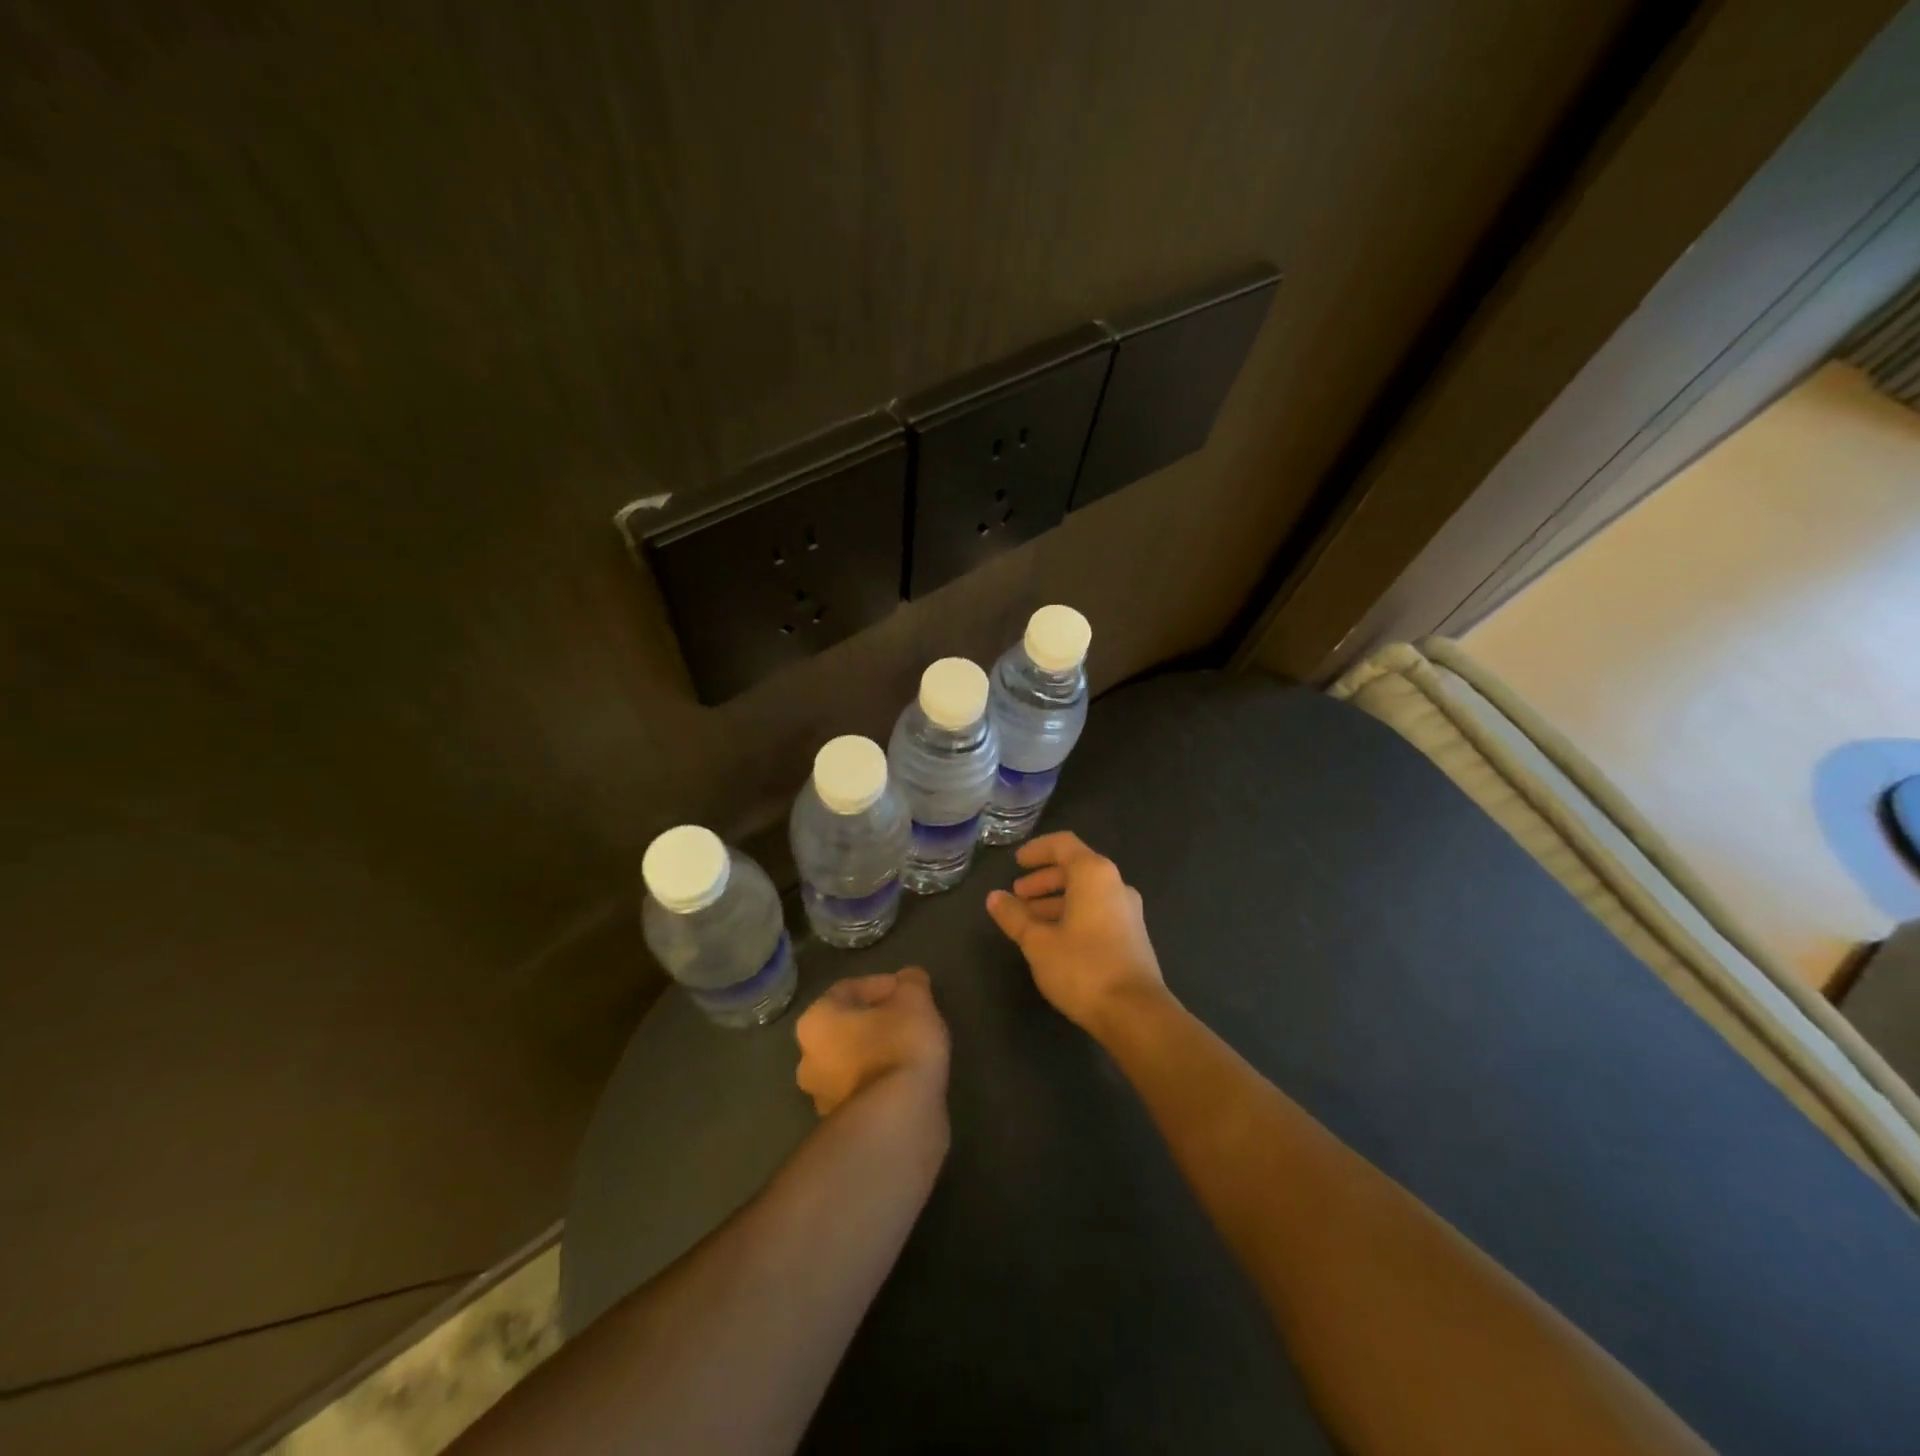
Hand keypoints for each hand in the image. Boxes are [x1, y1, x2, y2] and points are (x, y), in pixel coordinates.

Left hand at [794, 967, 950, 1117]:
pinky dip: (881, 1083)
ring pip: (853, 1062)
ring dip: (878, 1054)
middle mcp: (807, 1060)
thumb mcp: (914, 1000)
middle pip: (846, 1028)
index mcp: (815, 1022)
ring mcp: (822, 1100)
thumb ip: (911, 983)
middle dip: (877, 1021)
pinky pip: (863, 1092)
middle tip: (909, 1020)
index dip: (882, 985)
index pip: (848, 989)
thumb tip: (910, 979)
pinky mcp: (844, 1128)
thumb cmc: (898, 1047)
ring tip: (912, 1052)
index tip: (910, 992)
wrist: (898, 1122)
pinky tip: (908, 1082)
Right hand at [985, 832, 1166, 1035]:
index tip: (1016, 863)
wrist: (1135, 1013)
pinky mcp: (1132, 936)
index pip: (1063, 845)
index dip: (1037, 850)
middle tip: (1017, 895)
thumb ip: (1015, 916)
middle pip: (1075, 869)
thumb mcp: (1038, 942)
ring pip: (1086, 893)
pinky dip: (1072, 915)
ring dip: (1055, 901)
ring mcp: (1127, 911)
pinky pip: (1097, 912)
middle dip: (1043, 880)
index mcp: (1094, 874)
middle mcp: (1115, 885)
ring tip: (1028, 921)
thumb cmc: (1083, 967)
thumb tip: (994, 897)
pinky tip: (1053, 939)